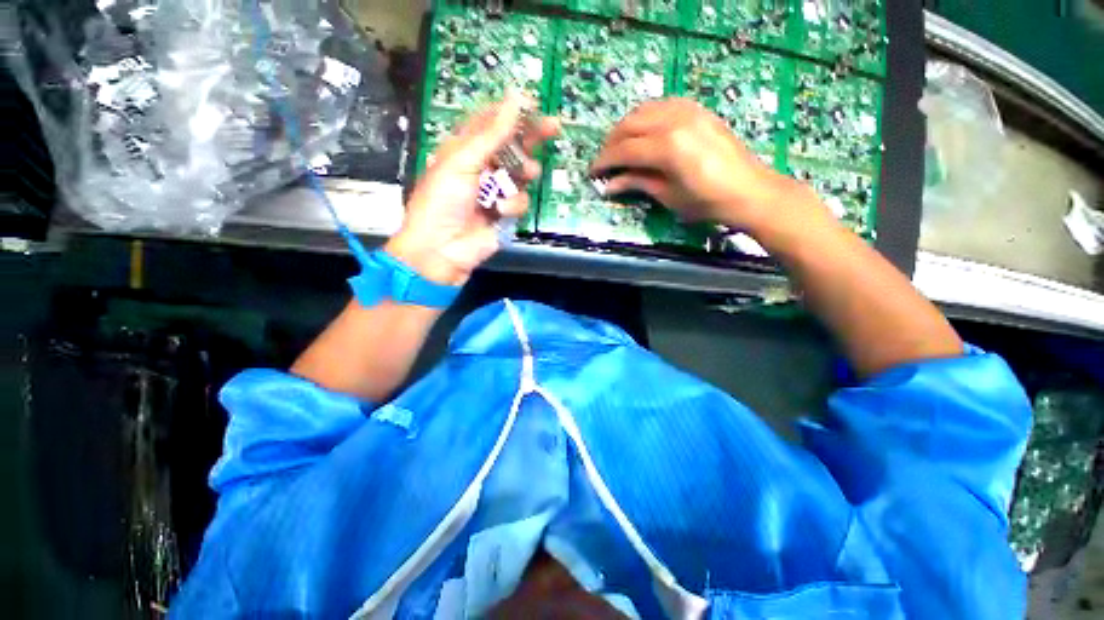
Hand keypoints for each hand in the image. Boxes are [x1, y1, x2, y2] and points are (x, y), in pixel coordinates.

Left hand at [386, 94, 558, 285]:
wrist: (443, 248)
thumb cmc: (444, 200)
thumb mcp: (464, 161)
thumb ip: (492, 134)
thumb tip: (516, 98)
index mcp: (464, 148)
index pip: (491, 123)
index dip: (511, 113)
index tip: (534, 105)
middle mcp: (481, 166)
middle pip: (511, 146)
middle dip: (531, 137)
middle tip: (554, 128)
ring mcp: (494, 191)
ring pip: (520, 174)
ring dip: (525, 172)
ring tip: (528, 173)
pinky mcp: (503, 213)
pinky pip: (519, 201)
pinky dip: (512, 204)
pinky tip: (499, 210)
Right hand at [591, 98, 817, 230]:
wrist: (748, 190)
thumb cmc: (706, 202)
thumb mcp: (668, 196)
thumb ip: (637, 183)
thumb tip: (609, 185)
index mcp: (667, 147)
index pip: (624, 150)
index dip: (604, 161)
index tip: (592, 173)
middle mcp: (675, 120)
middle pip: (629, 124)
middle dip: (611, 143)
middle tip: (604, 162)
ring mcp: (688, 110)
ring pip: (643, 110)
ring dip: (626, 127)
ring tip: (620, 147)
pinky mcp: (697, 109)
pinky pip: (662, 105)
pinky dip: (646, 117)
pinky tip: (643, 132)